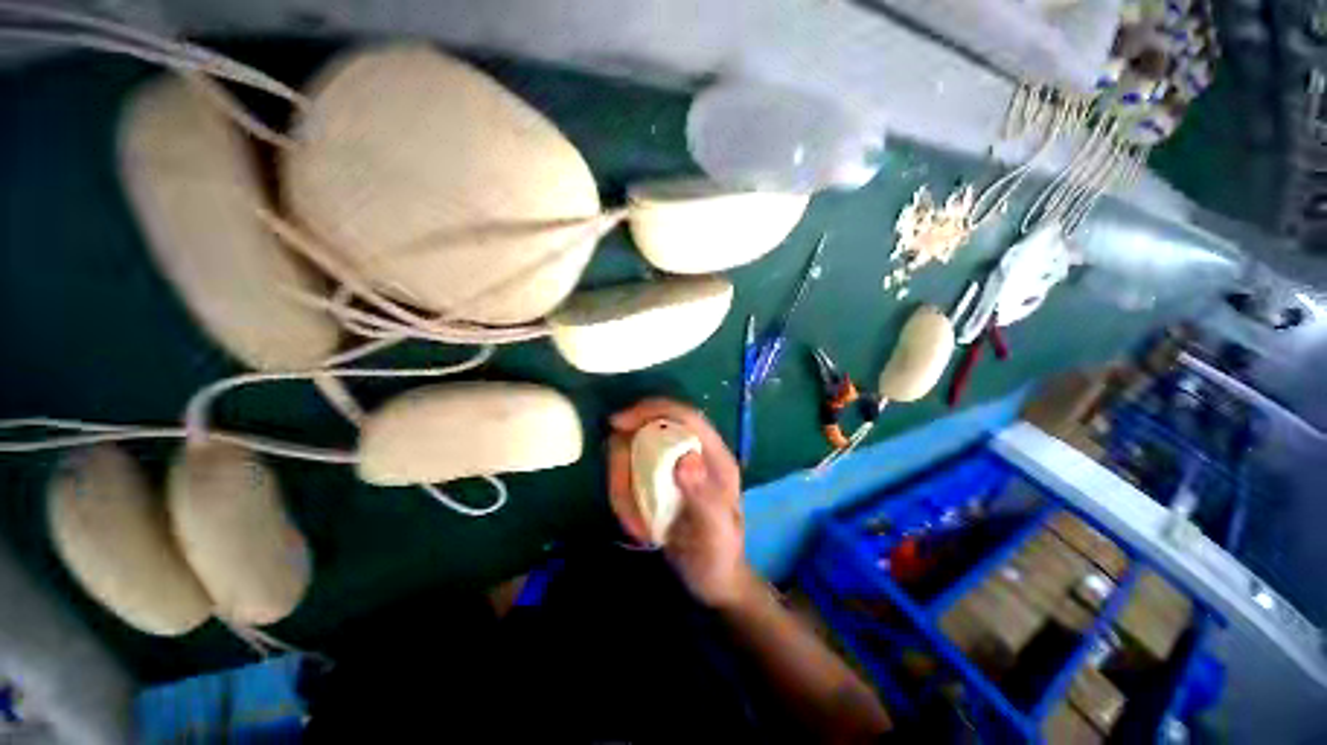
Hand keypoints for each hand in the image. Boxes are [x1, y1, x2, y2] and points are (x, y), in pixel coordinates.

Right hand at [608, 399, 750, 607]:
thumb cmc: (718, 555)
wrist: (712, 578)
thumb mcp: (714, 532)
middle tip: (621, 494)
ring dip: (623, 483)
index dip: (651, 409)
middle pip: (651, 428)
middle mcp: (694, 451)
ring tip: (636, 524)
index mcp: (714, 456)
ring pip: (634, 451)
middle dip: (626, 454)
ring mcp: (674, 464)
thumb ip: (703, 496)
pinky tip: (636, 525)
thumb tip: (686, 459)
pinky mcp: (659, 478)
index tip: (617, 422)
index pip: (684, 415)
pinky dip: (624, 496)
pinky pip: (629, 475)